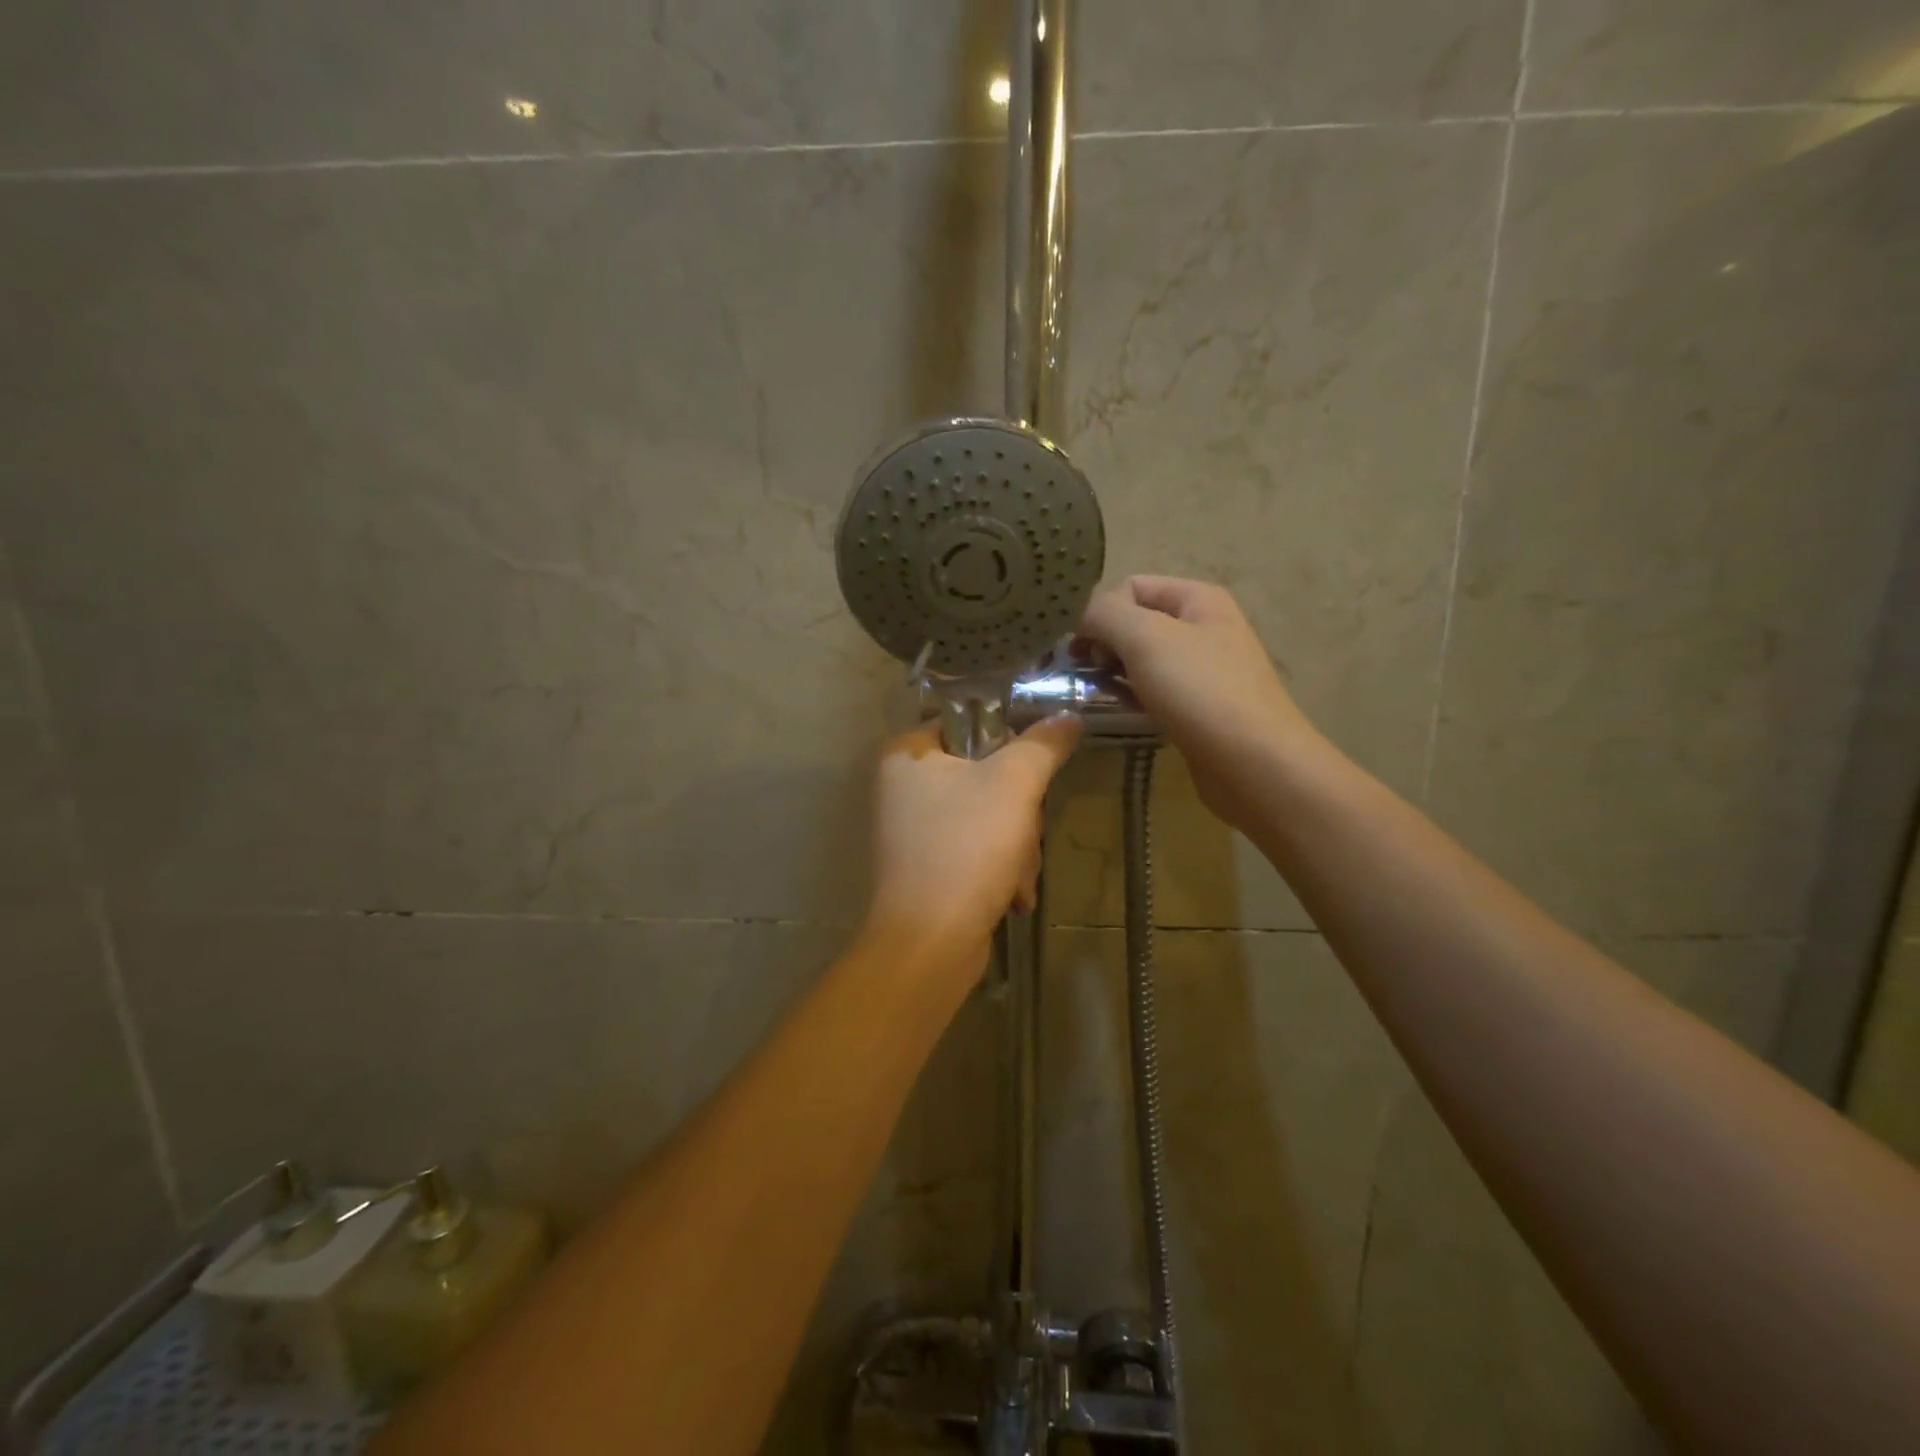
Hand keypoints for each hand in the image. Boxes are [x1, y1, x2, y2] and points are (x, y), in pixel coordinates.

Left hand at [866, 715, 1082, 964]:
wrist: (930, 944)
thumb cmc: (966, 848)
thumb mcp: (1014, 784)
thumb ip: (1043, 744)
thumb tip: (1068, 717)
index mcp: (906, 754)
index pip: (969, 724)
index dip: (1008, 743)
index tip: (1032, 771)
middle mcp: (903, 788)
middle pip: (985, 776)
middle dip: (1019, 813)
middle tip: (1023, 833)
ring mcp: (914, 832)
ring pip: (989, 817)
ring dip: (1017, 847)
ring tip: (1017, 876)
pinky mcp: (928, 869)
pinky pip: (976, 851)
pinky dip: (1000, 871)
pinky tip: (1012, 895)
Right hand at [1080, 576, 1318, 832]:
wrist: (1254, 764)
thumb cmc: (1200, 691)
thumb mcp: (1145, 638)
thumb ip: (1105, 613)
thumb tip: (1081, 614)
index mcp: (1198, 598)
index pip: (1131, 586)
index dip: (1101, 612)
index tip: (1082, 649)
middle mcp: (1204, 626)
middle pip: (1136, 622)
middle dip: (1104, 643)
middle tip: (1085, 674)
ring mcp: (1205, 669)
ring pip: (1143, 659)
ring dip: (1115, 673)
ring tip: (1098, 696)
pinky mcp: (1200, 706)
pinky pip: (1156, 690)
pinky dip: (1134, 698)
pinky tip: (1122, 714)